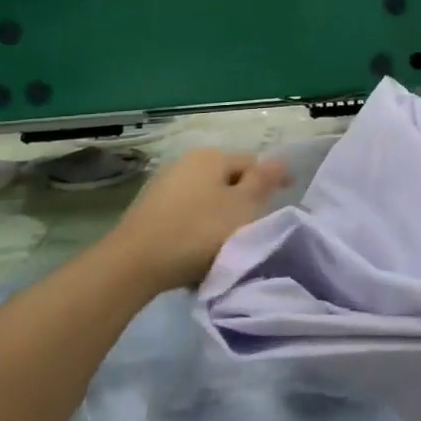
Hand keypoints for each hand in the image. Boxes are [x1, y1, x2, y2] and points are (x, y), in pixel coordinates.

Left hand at [104, 149, 290, 294]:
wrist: (135, 263)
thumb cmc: (198, 231)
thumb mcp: (242, 207)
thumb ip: (263, 181)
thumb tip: (280, 159)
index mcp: (211, 157)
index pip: (252, 162)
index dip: (271, 179)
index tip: (285, 199)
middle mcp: (186, 163)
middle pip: (227, 179)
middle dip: (243, 198)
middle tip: (257, 225)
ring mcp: (164, 186)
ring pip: (206, 197)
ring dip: (220, 214)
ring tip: (230, 242)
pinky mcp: (149, 211)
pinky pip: (186, 214)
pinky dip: (198, 227)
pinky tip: (200, 249)